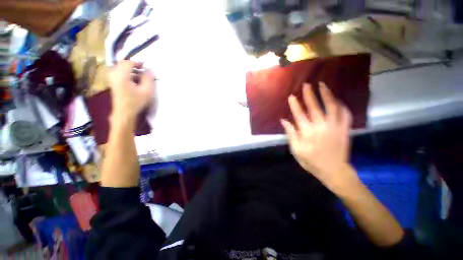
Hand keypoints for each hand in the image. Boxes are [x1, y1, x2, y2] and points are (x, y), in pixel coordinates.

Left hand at [108, 60, 154, 125]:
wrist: (125, 112)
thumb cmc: (136, 102)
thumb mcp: (147, 91)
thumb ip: (148, 79)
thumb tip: (149, 70)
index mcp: (122, 75)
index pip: (128, 63)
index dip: (137, 62)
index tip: (145, 66)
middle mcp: (114, 74)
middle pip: (122, 64)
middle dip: (133, 65)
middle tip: (142, 69)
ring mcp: (112, 79)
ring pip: (120, 68)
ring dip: (130, 69)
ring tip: (139, 75)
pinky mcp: (113, 83)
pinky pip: (119, 73)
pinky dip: (127, 74)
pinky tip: (134, 80)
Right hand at [281, 82, 358, 192]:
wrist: (334, 170)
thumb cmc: (311, 161)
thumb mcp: (296, 150)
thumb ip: (291, 134)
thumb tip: (284, 121)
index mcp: (307, 133)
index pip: (299, 115)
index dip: (295, 105)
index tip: (292, 96)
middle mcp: (321, 127)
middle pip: (315, 107)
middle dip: (309, 95)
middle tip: (307, 84)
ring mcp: (335, 127)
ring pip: (331, 107)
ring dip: (327, 95)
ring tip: (323, 85)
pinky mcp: (344, 129)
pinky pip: (345, 114)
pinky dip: (341, 106)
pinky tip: (337, 100)